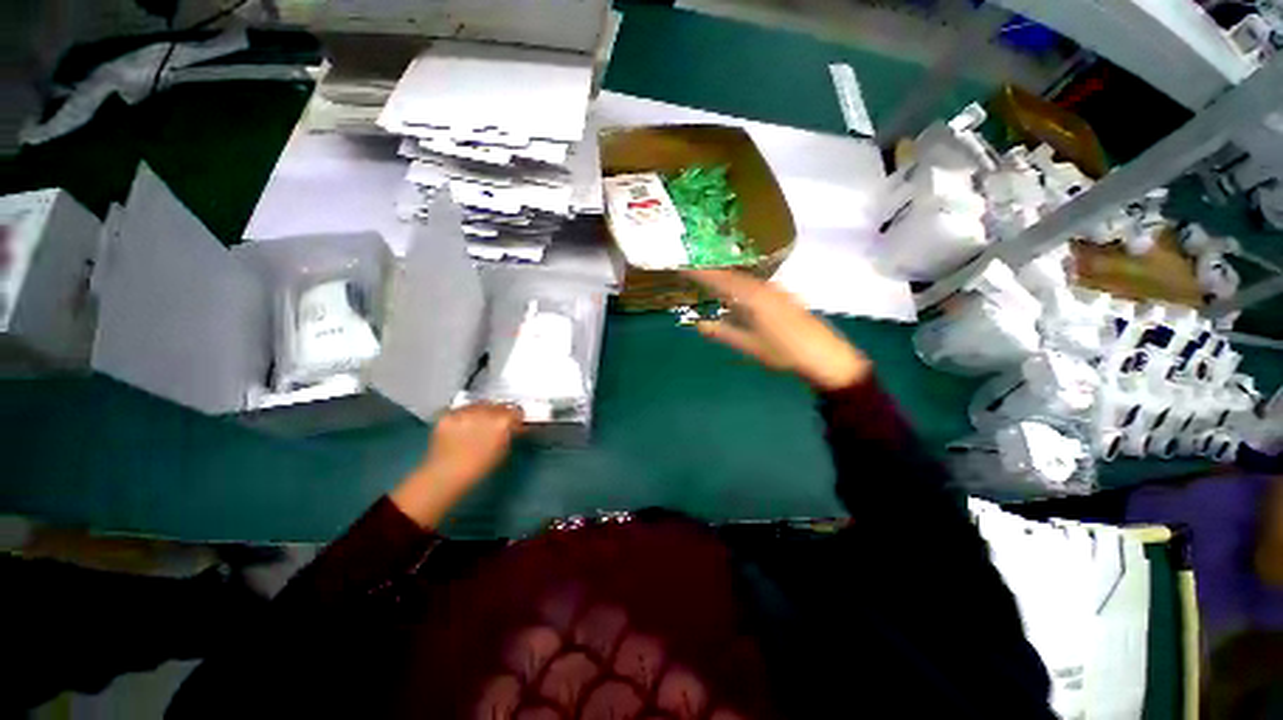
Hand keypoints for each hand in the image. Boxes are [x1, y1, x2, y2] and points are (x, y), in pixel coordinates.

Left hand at [391, 403, 523, 527]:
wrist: (445, 475)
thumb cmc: (479, 468)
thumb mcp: (503, 451)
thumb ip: (510, 434)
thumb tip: (514, 427)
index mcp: (503, 422)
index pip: (516, 411)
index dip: (515, 418)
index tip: (513, 423)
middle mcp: (485, 412)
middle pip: (498, 405)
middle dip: (499, 413)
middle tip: (494, 424)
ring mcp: (465, 411)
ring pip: (479, 404)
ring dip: (481, 411)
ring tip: (476, 424)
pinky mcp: (448, 413)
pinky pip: (461, 409)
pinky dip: (463, 416)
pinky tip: (460, 427)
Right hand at [684, 269, 870, 390]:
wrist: (825, 355)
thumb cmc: (784, 352)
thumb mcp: (749, 345)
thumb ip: (723, 333)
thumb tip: (698, 325)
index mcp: (753, 297)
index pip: (721, 280)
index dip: (702, 274)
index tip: (684, 268)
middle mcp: (764, 287)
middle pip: (733, 275)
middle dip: (713, 273)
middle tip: (693, 273)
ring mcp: (776, 290)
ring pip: (745, 279)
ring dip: (727, 278)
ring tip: (711, 281)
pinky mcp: (784, 296)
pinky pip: (755, 284)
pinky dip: (740, 286)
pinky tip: (738, 294)